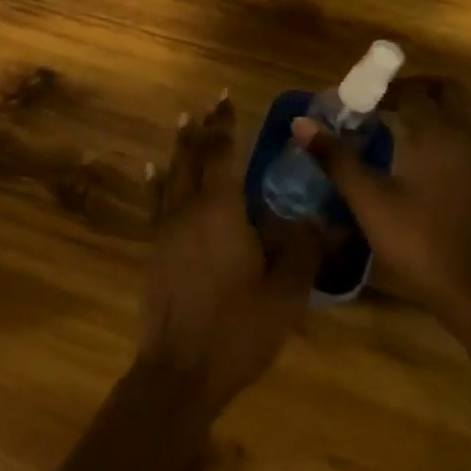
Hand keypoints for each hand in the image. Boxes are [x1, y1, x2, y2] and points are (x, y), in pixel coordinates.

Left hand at [140, 96, 325, 416]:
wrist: (179, 371)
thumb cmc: (237, 330)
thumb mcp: (285, 294)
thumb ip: (302, 250)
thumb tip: (317, 218)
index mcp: (221, 210)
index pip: (221, 153)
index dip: (225, 124)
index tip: (227, 99)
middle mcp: (188, 208)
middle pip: (192, 156)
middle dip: (202, 128)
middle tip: (208, 103)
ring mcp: (166, 228)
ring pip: (172, 173)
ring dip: (180, 146)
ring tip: (183, 121)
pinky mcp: (154, 248)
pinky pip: (155, 200)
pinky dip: (156, 179)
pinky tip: (152, 169)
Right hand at [294, 75, 470, 357]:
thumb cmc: (417, 241)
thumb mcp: (368, 200)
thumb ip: (335, 157)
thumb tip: (300, 123)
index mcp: (436, 132)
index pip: (409, 91)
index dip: (380, 90)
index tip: (355, 103)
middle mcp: (464, 134)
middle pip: (445, 88)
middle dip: (413, 87)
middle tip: (381, 104)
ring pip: (466, 106)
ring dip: (437, 102)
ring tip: (405, 118)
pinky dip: (452, 122)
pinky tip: (426, 148)